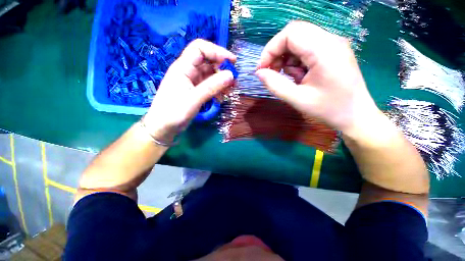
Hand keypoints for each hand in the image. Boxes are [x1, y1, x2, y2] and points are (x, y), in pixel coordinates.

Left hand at [144, 39, 235, 141]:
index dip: (217, 51)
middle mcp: (188, 71)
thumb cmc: (174, 112)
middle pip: (208, 62)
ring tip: (230, 91)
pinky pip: (209, 86)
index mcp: (183, 67)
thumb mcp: (194, 99)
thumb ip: (212, 86)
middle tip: (234, 81)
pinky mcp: (195, 91)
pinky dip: (217, 89)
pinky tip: (221, 98)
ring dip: (221, 81)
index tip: (232, 62)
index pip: (200, 49)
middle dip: (222, 69)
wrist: (163, 127)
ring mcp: (192, 82)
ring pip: (210, 75)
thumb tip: (231, 75)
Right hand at [255, 21, 380, 136]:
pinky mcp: (332, 51)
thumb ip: (275, 85)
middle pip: (294, 33)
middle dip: (277, 52)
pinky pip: (306, 48)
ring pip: (299, 40)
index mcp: (324, 50)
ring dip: (287, 58)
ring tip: (289, 78)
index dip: (270, 49)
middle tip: (271, 72)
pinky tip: (299, 76)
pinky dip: (296, 61)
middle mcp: (330, 40)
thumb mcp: (297, 99)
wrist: (355, 115)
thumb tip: (259, 73)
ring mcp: (333, 44)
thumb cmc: (328, 109)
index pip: (290, 34)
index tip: (262, 69)